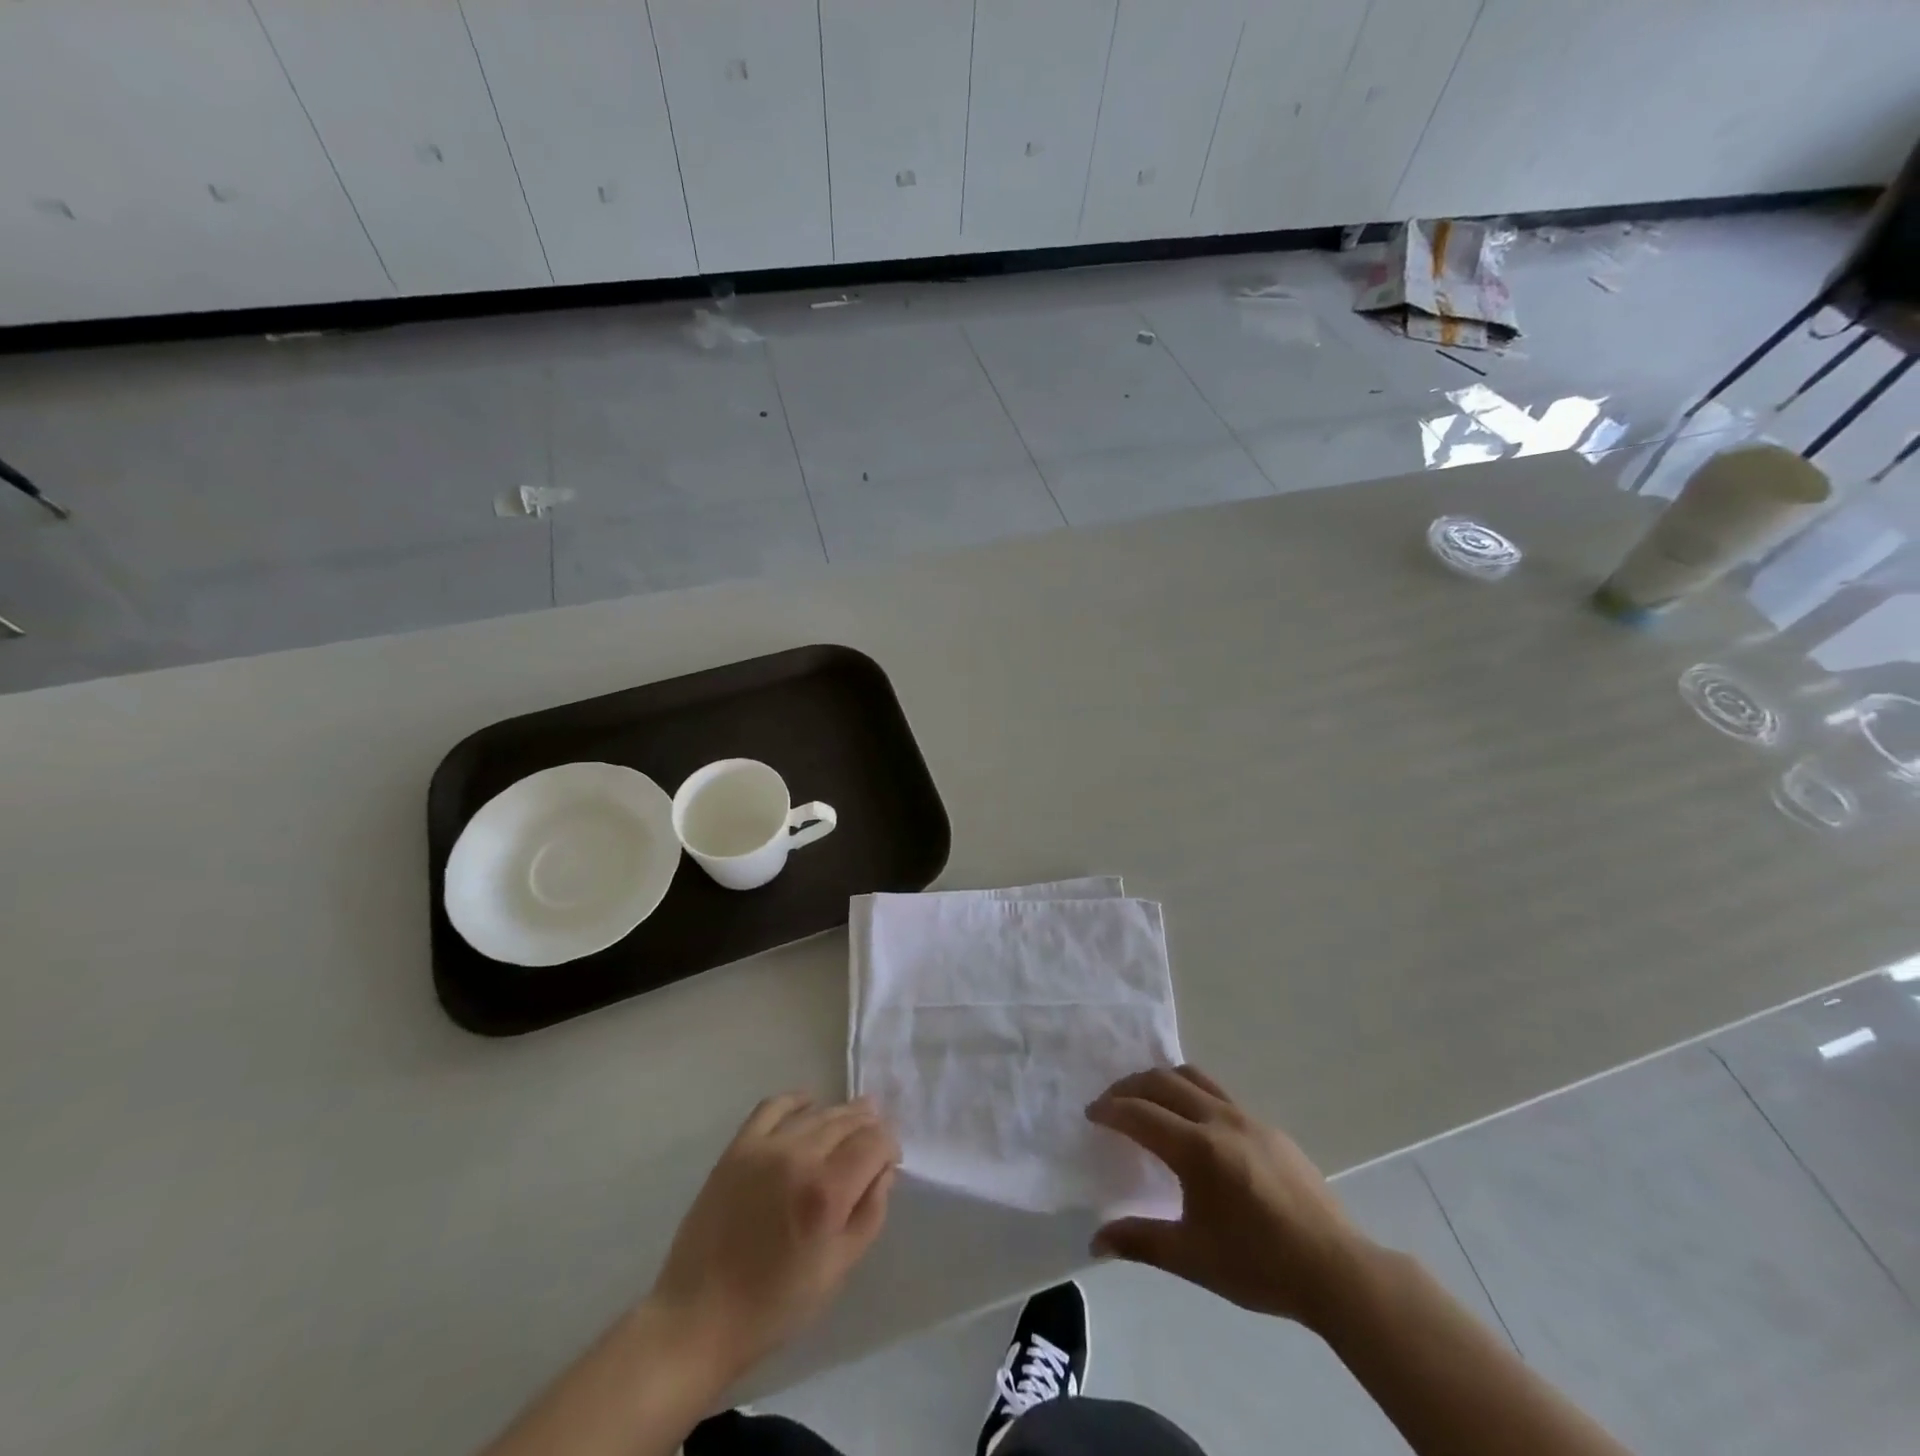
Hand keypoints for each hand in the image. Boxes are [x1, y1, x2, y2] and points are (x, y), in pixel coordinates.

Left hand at [647, 1093, 899, 1386]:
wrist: (698, 1318)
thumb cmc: (775, 1306)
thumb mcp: (838, 1269)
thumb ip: (870, 1213)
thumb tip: (884, 1170)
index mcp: (827, 1193)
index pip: (874, 1142)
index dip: (889, 1145)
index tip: (890, 1161)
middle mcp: (799, 1158)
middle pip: (848, 1121)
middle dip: (868, 1126)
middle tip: (875, 1139)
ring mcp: (765, 1148)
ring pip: (817, 1113)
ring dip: (840, 1114)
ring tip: (851, 1121)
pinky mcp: (737, 1149)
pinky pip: (773, 1107)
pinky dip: (796, 1101)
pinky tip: (808, 1103)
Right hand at [1086, 1065, 1367, 1328]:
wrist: (1336, 1270)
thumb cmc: (1259, 1266)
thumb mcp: (1192, 1258)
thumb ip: (1140, 1242)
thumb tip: (1095, 1240)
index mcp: (1197, 1150)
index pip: (1140, 1113)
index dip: (1110, 1109)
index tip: (1091, 1114)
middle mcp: (1219, 1120)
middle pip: (1163, 1081)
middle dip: (1130, 1086)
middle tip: (1111, 1103)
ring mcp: (1248, 1118)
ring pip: (1193, 1077)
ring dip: (1162, 1081)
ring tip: (1147, 1101)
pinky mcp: (1269, 1127)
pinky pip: (1219, 1094)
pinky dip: (1192, 1094)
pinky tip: (1194, 1126)